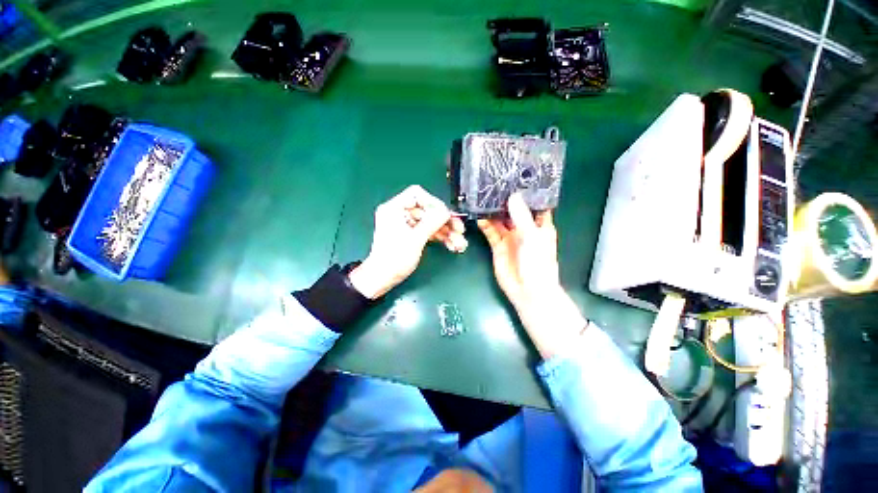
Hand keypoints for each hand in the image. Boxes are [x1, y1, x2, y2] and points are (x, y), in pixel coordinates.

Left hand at [348, 185, 466, 298]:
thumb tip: (446, 211)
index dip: (434, 203)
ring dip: (446, 232)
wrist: (383, 279)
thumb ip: (431, 222)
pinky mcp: (411, 235)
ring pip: (431, 222)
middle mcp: (400, 214)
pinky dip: (440, 237)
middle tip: (459, 230)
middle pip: (428, 210)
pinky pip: (428, 231)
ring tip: (459, 243)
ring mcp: (406, 225)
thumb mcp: (415, 239)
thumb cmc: (394, 259)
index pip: (417, 194)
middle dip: (445, 221)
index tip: (445, 215)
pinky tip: (452, 245)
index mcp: (394, 209)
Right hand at [478, 193, 585, 358]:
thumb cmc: (537, 264)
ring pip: (499, 219)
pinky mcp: (497, 245)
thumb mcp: (532, 238)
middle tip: (491, 183)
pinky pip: (490, 231)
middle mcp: (524, 228)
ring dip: (491, 210)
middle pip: (513, 210)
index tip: (515, 176)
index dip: (526, 192)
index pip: (533, 203)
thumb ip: (522, 217)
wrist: (527, 291)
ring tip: (481, 197)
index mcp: (539, 224)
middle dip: (504, 199)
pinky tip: (477, 215)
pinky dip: (484, 224)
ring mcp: (510, 236)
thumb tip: (513, 196)